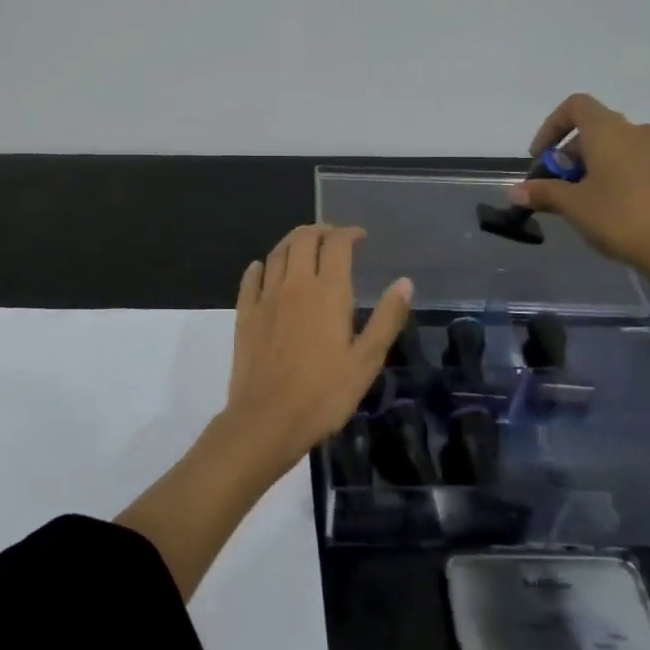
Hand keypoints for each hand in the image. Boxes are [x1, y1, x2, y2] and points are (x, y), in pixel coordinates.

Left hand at [220, 224, 412, 477]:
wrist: (267, 419)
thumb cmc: (324, 394)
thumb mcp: (366, 361)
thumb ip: (386, 319)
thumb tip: (404, 282)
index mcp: (328, 292)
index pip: (337, 244)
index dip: (350, 233)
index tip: (360, 238)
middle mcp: (295, 285)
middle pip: (303, 239)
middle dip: (321, 230)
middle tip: (334, 236)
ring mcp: (265, 298)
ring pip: (277, 253)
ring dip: (293, 242)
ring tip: (305, 245)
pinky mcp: (245, 315)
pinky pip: (250, 279)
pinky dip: (260, 267)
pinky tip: (262, 268)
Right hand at [510, 93, 649, 274]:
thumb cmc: (618, 216)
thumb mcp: (572, 205)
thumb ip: (543, 192)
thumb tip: (515, 192)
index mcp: (608, 131)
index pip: (576, 106)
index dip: (552, 126)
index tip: (541, 157)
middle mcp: (637, 131)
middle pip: (595, 129)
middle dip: (570, 154)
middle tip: (558, 186)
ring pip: (618, 147)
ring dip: (595, 165)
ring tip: (584, 198)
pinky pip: (638, 164)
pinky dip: (618, 176)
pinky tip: (613, 208)